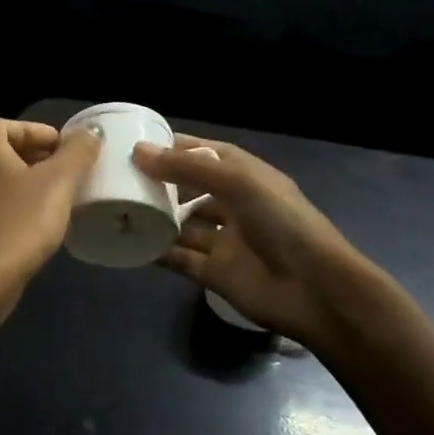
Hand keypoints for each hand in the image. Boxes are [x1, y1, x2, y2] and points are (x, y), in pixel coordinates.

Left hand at [0, 119, 100, 305]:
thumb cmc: (21, 221)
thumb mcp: (59, 182)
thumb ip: (77, 152)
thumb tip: (91, 130)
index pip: (3, 124)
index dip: (34, 130)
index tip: (62, 148)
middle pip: (0, 152)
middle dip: (34, 158)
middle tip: (65, 173)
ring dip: (24, 185)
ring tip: (55, 199)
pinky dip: (13, 208)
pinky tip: (35, 227)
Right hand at [133, 136, 374, 349]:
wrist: (316, 290)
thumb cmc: (281, 222)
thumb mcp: (237, 182)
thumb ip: (187, 168)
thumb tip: (138, 151)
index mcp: (244, 175)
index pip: (202, 153)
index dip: (172, 147)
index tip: (134, 143)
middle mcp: (233, 204)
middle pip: (189, 188)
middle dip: (159, 183)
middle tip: (117, 178)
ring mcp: (224, 240)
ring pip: (182, 225)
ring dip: (156, 218)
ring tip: (117, 209)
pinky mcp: (215, 272)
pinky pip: (180, 259)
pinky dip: (158, 252)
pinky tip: (130, 245)